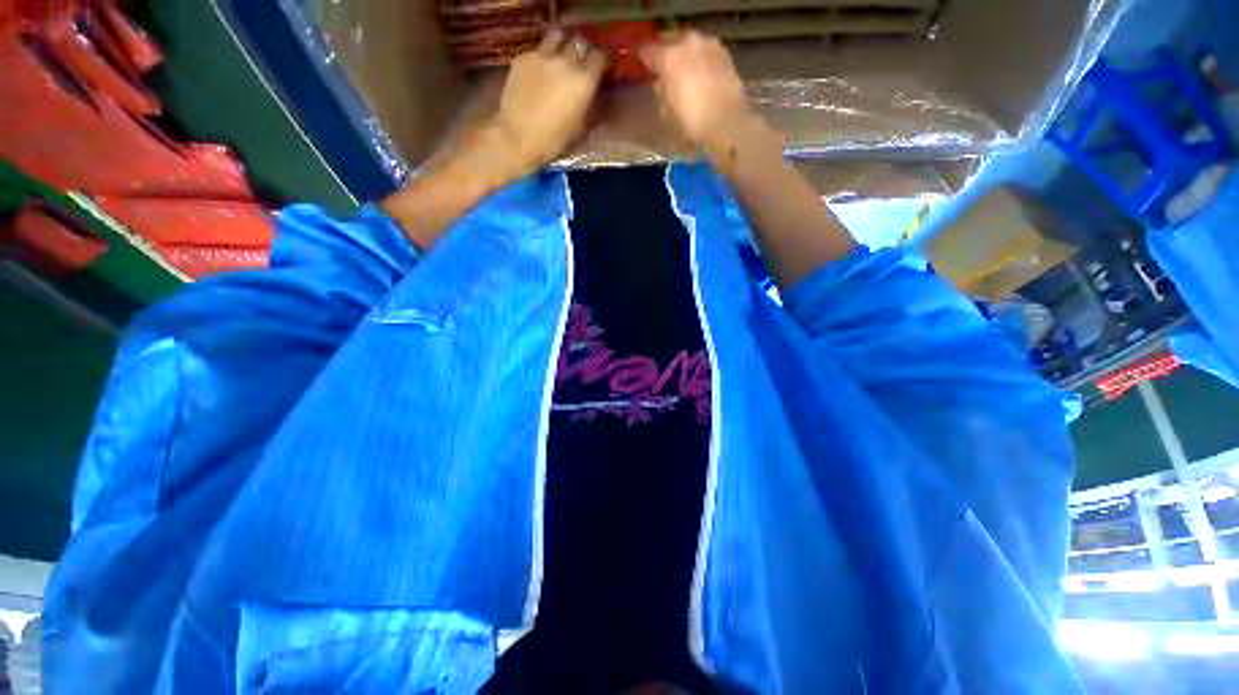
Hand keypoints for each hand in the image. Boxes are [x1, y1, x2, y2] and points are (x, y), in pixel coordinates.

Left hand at [490, 29, 606, 176]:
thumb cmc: (553, 140)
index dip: (602, 61)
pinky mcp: (523, 57)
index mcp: (584, 80)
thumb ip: (590, 103)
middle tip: (581, 60)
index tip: (601, 68)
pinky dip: (543, 55)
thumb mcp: (581, 127)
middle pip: (580, 41)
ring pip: (558, 36)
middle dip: (583, 50)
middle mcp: (566, 61)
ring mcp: (543, 55)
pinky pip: (538, 49)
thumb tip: (595, 91)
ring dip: (563, 43)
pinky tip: (540, 69)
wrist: (517, 138)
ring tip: (561, 55)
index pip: (600, 56)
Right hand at [639, 31, 751, 150]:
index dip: (643, 58)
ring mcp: (707, 45)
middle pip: (670, 39)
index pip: (647, 50)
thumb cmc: (692, 121)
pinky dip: (698, 57)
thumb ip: (660, 91)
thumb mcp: (667, 111)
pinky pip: (704, 49)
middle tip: (662, 65)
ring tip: (681, 68)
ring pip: (689, 42)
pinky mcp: (723, 53)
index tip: (642, 65)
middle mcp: (687, 44)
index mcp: (668, 58)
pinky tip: (698, 71)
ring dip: (683, 52)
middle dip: (664, 51)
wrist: (726, 122)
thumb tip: (660, 82)